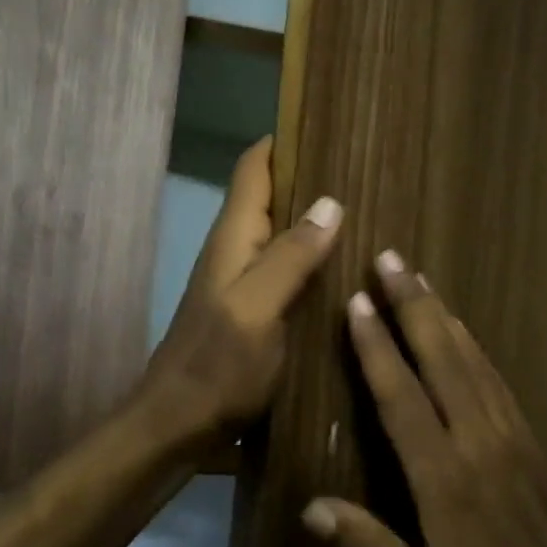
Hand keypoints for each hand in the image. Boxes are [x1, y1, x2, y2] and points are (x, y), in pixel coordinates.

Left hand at [136, 137, 341, 444]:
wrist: (178, 426)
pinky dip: (312, 258)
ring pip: (280, 233)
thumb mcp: (258, 309)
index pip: (254, 168)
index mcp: (234, 239)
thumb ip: (291, 257)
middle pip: (270, 196)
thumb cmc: (217, 367)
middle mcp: (236, 251)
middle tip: (368, 167)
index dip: (284, 140)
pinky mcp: (252, 312)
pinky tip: (345, 269)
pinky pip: (286, 269)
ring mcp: (243, 283)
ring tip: (369, 209)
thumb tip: (330, 200)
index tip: (329, 120)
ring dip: (314, 218)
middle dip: (310, 176)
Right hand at [301, 253, 546, 546]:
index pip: (403, 399)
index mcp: (445, 480)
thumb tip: (311, 508)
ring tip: (417, 276)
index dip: (378, 348)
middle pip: (441, 359)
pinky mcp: (529, 436)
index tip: (357, 303)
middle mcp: (477, 442)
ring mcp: (509, 434)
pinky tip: (458, 324)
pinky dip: (470, 342)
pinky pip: (494, 376)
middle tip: (389, 258)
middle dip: (412, 306)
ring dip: (440, 313)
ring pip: (469, 359)